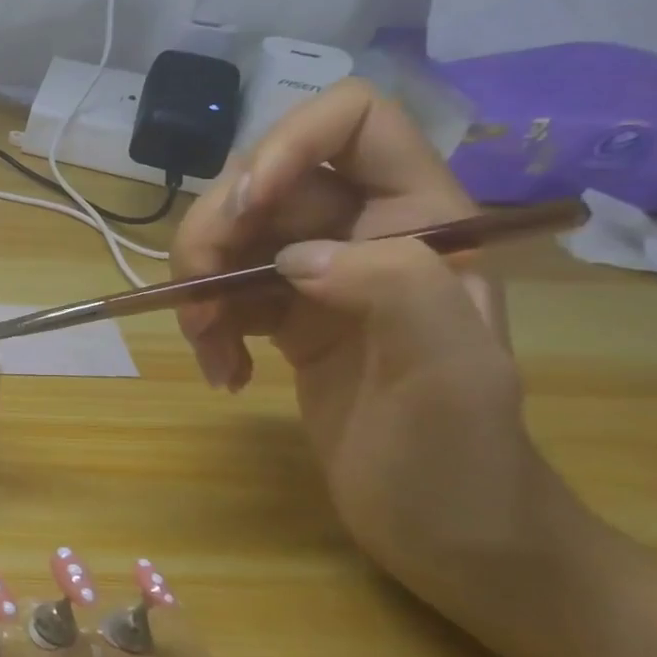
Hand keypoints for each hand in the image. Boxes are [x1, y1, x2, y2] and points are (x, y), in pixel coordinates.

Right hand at [173, 80, 551, 607]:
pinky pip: (219, 288)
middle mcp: (363, 229)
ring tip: (206, 345)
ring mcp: (318, 272)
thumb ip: (396, 290)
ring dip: (196, 284)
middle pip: (260, 179)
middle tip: (198, 301)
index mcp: (421, 218)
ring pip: (227, 233)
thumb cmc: (460, 461)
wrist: (448, 536)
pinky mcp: (283, 313)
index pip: (353, 120)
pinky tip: (222, 371)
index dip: (287, 143)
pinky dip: (203, 324)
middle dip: (214, 233)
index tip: (245, 210)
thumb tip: (294, 259)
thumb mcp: (452, 377)